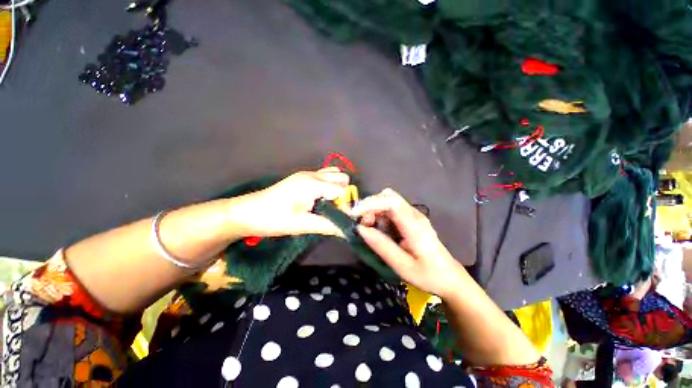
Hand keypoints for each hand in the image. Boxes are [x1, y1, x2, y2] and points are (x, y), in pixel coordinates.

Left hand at [231, 168, 349, 237]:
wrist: (248, 212)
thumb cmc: (274, 219)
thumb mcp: (302, 225)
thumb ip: (328, 225)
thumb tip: (348, 230)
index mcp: (313, 184)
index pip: (342, 190)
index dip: (346, 204)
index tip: (342, 218)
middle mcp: (312, 175)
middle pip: (342, 178)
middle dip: (344, 194)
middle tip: (335, 210)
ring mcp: (307, 174)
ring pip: (334, 174)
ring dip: (337, 188)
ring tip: (329, 204)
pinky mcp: (302, 178)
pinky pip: (324, 176)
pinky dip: (329, 185)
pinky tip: (321, 199)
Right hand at [352, 188, 465, 298]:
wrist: (449, 278)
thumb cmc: (428, 275)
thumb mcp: (402, 266)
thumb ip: (381, 246)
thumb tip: (360, 229)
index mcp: (415, 225)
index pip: (392, 202)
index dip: (371, 203)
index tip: (354, 214)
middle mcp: (414, 214)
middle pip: (388, 197)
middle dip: (370, 207)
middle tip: (363, 225)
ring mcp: (413, 215)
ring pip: (388, 202)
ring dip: (373, 211)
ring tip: (369, 229)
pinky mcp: (410, 219)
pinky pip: (390, 210)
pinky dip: (379, 216)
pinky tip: (379, 230)